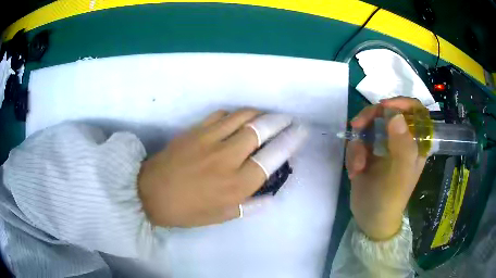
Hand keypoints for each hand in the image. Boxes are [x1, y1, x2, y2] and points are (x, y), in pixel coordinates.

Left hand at [138, 109, 307, 226]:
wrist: (150, 193)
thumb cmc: (187, 210)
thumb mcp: (221, 216)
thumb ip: (249, 206)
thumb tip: (271, 197)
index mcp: (236, 184)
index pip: (272, 157)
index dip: (290, 141)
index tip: (301, 131)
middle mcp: (227, 158)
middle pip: (261, 130)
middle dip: (279, 121)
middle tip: (288, 118)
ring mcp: (210, 140)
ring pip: (242, 117)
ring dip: (259, 113)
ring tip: (267, 116)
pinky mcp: (195, 130)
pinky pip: (221, 114)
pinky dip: (235, 114)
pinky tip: (238, 118)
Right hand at [346, 97, 427, 239]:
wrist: (369, 219)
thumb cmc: (390, 199)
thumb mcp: (399, 175)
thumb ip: (402, 146)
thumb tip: (396, 116)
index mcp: (415, 143)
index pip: (416, 111)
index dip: (402, 103)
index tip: (385, 106)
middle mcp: (401, 140)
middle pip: (388, 112)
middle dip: (371, 117)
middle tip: (357, 125)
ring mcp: (384, 145)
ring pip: (369, 125)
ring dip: (358, 142)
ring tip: (357, 164)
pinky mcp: (369, 151)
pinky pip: (358, 140)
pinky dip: (353, 153)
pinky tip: (354, 171)